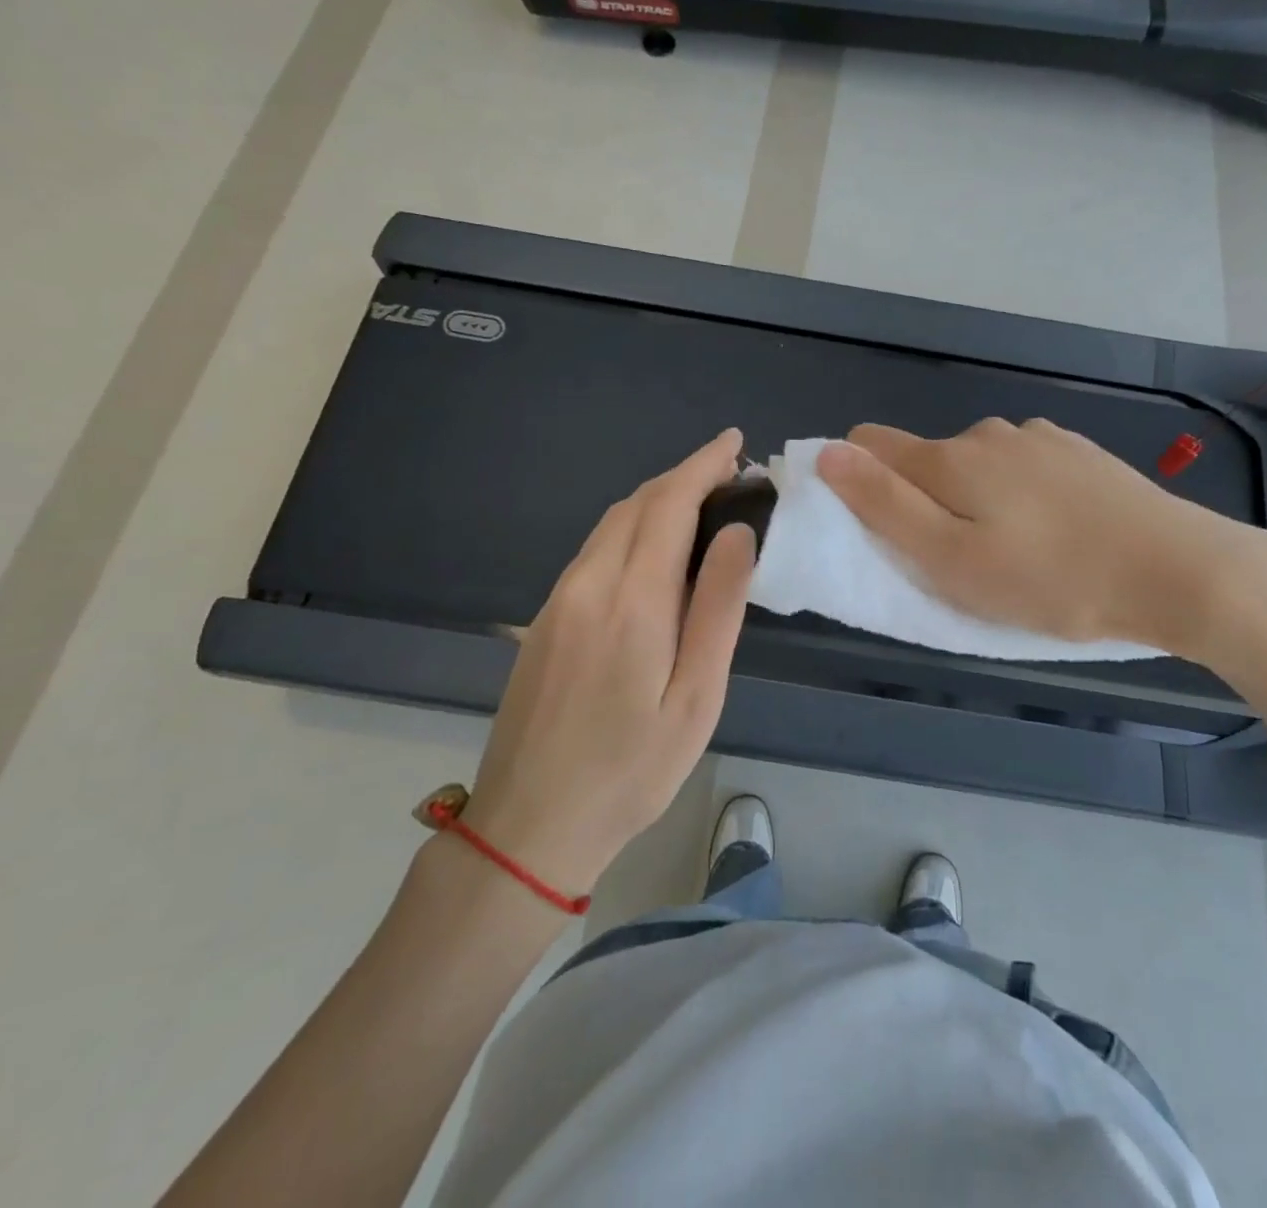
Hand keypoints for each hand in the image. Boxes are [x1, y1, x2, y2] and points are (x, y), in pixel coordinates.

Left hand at [461, 429, 756, 896]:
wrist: (530, 824)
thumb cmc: (632, 769)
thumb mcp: (697, 696)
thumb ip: (718, 607)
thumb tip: (736, 533)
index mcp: (631, 600)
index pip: (668, 504)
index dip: (702, 465)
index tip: (734, 442)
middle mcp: (587, 584)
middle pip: (636, 504)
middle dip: (683, 476)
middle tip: (729, 473)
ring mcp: (557, 600)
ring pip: (610, 524)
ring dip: (656, 500)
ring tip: (701, 503)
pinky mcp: (543, 620)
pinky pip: (593, 551)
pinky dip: (631, 529)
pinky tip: (654, 551)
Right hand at [816, 418, 1266, 661]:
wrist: (1180, 571)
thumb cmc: (1052, 581)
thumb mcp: (952, 560)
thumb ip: (884, 506)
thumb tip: (827, 453)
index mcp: (949, 459)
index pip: (869, 444)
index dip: (855, 480)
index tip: (879, 530)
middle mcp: (988, 434)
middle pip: (925, 459)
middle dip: (923, 502)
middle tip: (957, 563)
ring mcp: (1039, 438)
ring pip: (976, 465)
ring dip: (973, 501)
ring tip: (1012, 554)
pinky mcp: (1078, 453)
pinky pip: (1021, 468)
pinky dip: (1017, 496)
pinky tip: (1054, 532)